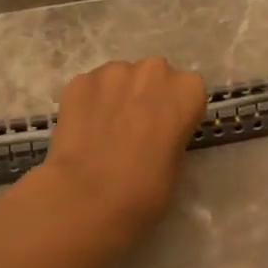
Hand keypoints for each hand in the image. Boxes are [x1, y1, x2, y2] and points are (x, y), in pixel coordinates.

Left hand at [33, 57, 207, 252]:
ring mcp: (113, 72)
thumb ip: (172, 136)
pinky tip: (82, 132)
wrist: (89, 197)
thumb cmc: (146, 190)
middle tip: (135, 130)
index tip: (165, 132)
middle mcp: (154, 71)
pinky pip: (90, 89)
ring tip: (104, 132)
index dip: (175, 112)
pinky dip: (88, 104)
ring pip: (119, 79)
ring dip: (116, 97)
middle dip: (146, 96)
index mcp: (187, 90)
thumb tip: (155, 135)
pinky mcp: (79, 81)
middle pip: (154, 77)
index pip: (188, 91)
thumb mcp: (177, 165)